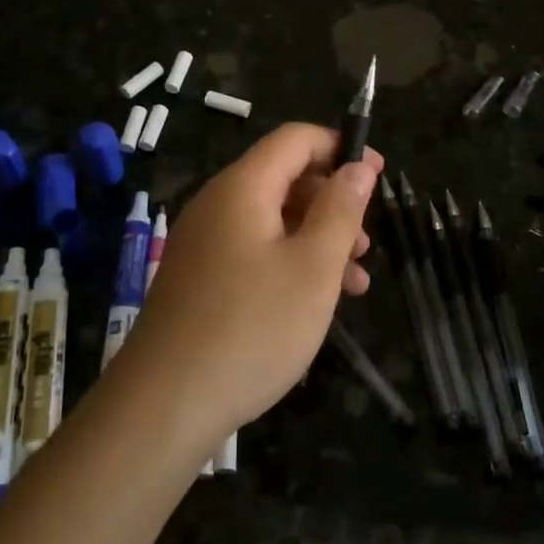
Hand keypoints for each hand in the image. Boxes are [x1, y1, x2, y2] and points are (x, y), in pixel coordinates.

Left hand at [121, 123, 381, 439]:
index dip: (339, 147)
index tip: (378, 174)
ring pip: (271, 221)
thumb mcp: (313, 268)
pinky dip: (289, 264)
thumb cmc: (252, 328)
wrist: (164, 404)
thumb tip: (357, 165)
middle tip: (367, 245)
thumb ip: (340, 210)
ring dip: (317, 240)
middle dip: (332, 203)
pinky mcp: (199, 278)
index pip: (295, 139)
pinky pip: (252, 251)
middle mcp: (217, 204)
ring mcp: (203, 243)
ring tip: (355, 283)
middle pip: (284, 179)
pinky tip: (315, 303)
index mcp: (242, 188)